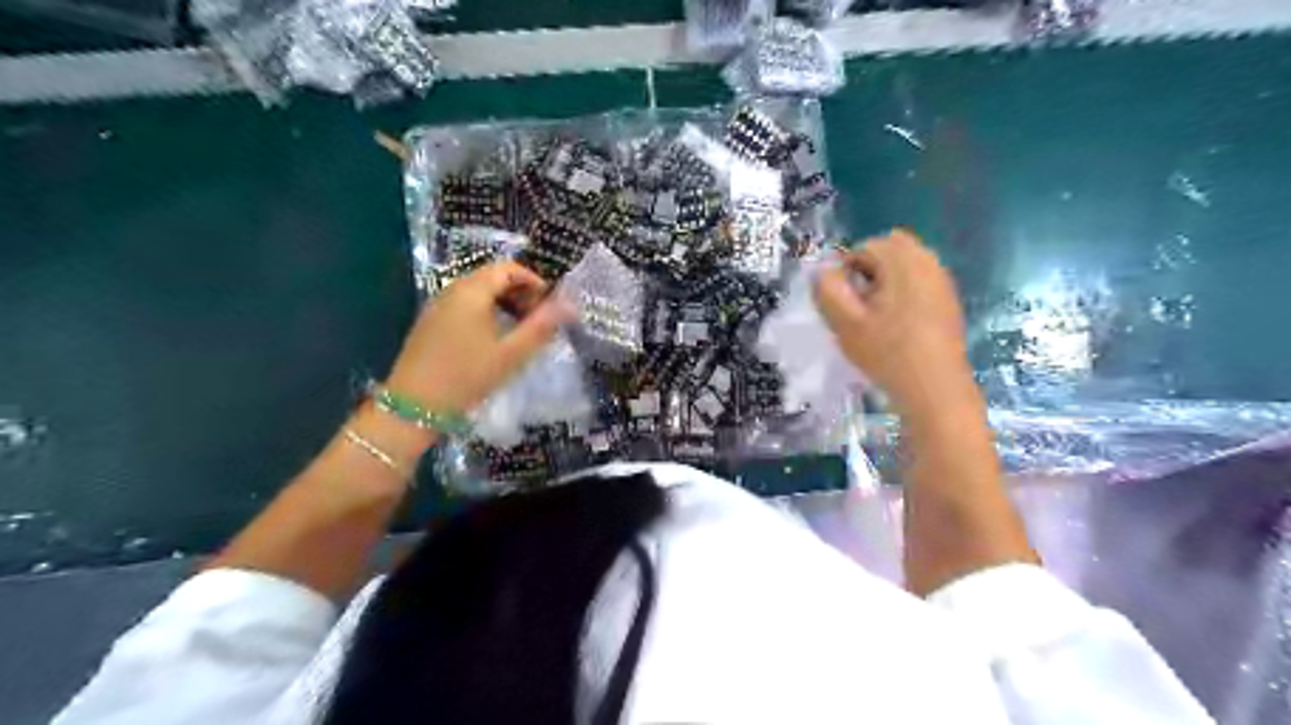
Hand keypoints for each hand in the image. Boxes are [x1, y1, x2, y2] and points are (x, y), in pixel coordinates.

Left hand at [379, 263, 566, 415]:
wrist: (414, 405)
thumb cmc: (467, 376)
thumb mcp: (511, 353)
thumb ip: (541, 327)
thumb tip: (569, 306)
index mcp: (472, 291)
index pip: (508, 269)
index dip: (533, 282)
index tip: (549, 307)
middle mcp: (452, 290)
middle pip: (492, 277)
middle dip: (520, 293)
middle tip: (537, 320)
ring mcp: (438, 305)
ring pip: (477, 292)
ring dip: (503, 304)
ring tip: (519, 331)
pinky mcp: (430, 322)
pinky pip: (464, 305)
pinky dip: (485, 312)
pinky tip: (493, 340)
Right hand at [814, 230, 979, 416]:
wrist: (935, 389)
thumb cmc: (886, 353)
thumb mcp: (844, 322)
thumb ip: (826, 289)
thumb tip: (824, 271)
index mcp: (902, 260)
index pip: (864, 247)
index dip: (847, 272)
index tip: (846, 304)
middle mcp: (928, 261)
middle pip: (890, 249)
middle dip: (869, 270)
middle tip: (860, 306)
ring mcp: (942, 281)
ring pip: (906, 266)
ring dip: (887, 282)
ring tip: (877, 317)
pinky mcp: (949, 301)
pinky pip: (920, 283)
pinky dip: (904, 294)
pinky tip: (899, 326)